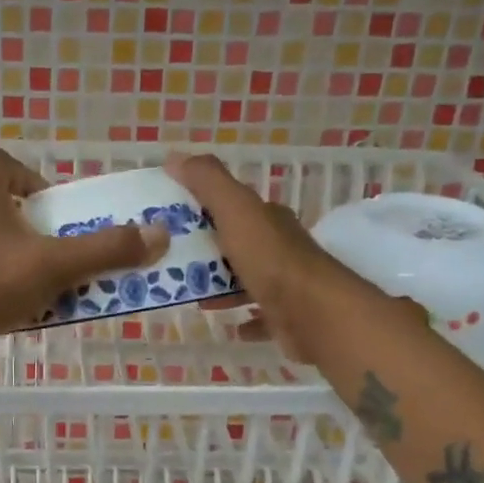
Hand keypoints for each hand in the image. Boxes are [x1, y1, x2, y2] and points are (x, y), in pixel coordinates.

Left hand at [0, 146, 167, 362]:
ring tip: (51, 281)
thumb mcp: (53, 265)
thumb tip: (158, 236)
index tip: (53, 204)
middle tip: (62, 247)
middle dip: (36, 224)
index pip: (0, 161)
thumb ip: (104, 250)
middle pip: (2, 204)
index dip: (28, 174)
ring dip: (23, 256)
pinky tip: (24, 308)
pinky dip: (5, 283)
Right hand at [165, 151, 412, 359]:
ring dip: (221, 286)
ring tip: (191, 295)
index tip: (169, 221)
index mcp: (268, 220)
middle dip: (207, 251)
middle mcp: (279, 248)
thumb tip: (176, 157)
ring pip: (247, 280)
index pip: (233, 207)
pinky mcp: (287, 317)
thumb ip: (209, 183)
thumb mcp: (236, 212)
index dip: (202, 209)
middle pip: (238, 245)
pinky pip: (262, 316)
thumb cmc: (271, 261)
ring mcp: (286, 284)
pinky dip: (245, 319)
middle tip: (170, 263)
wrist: (314, 314)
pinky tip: (229, 325)